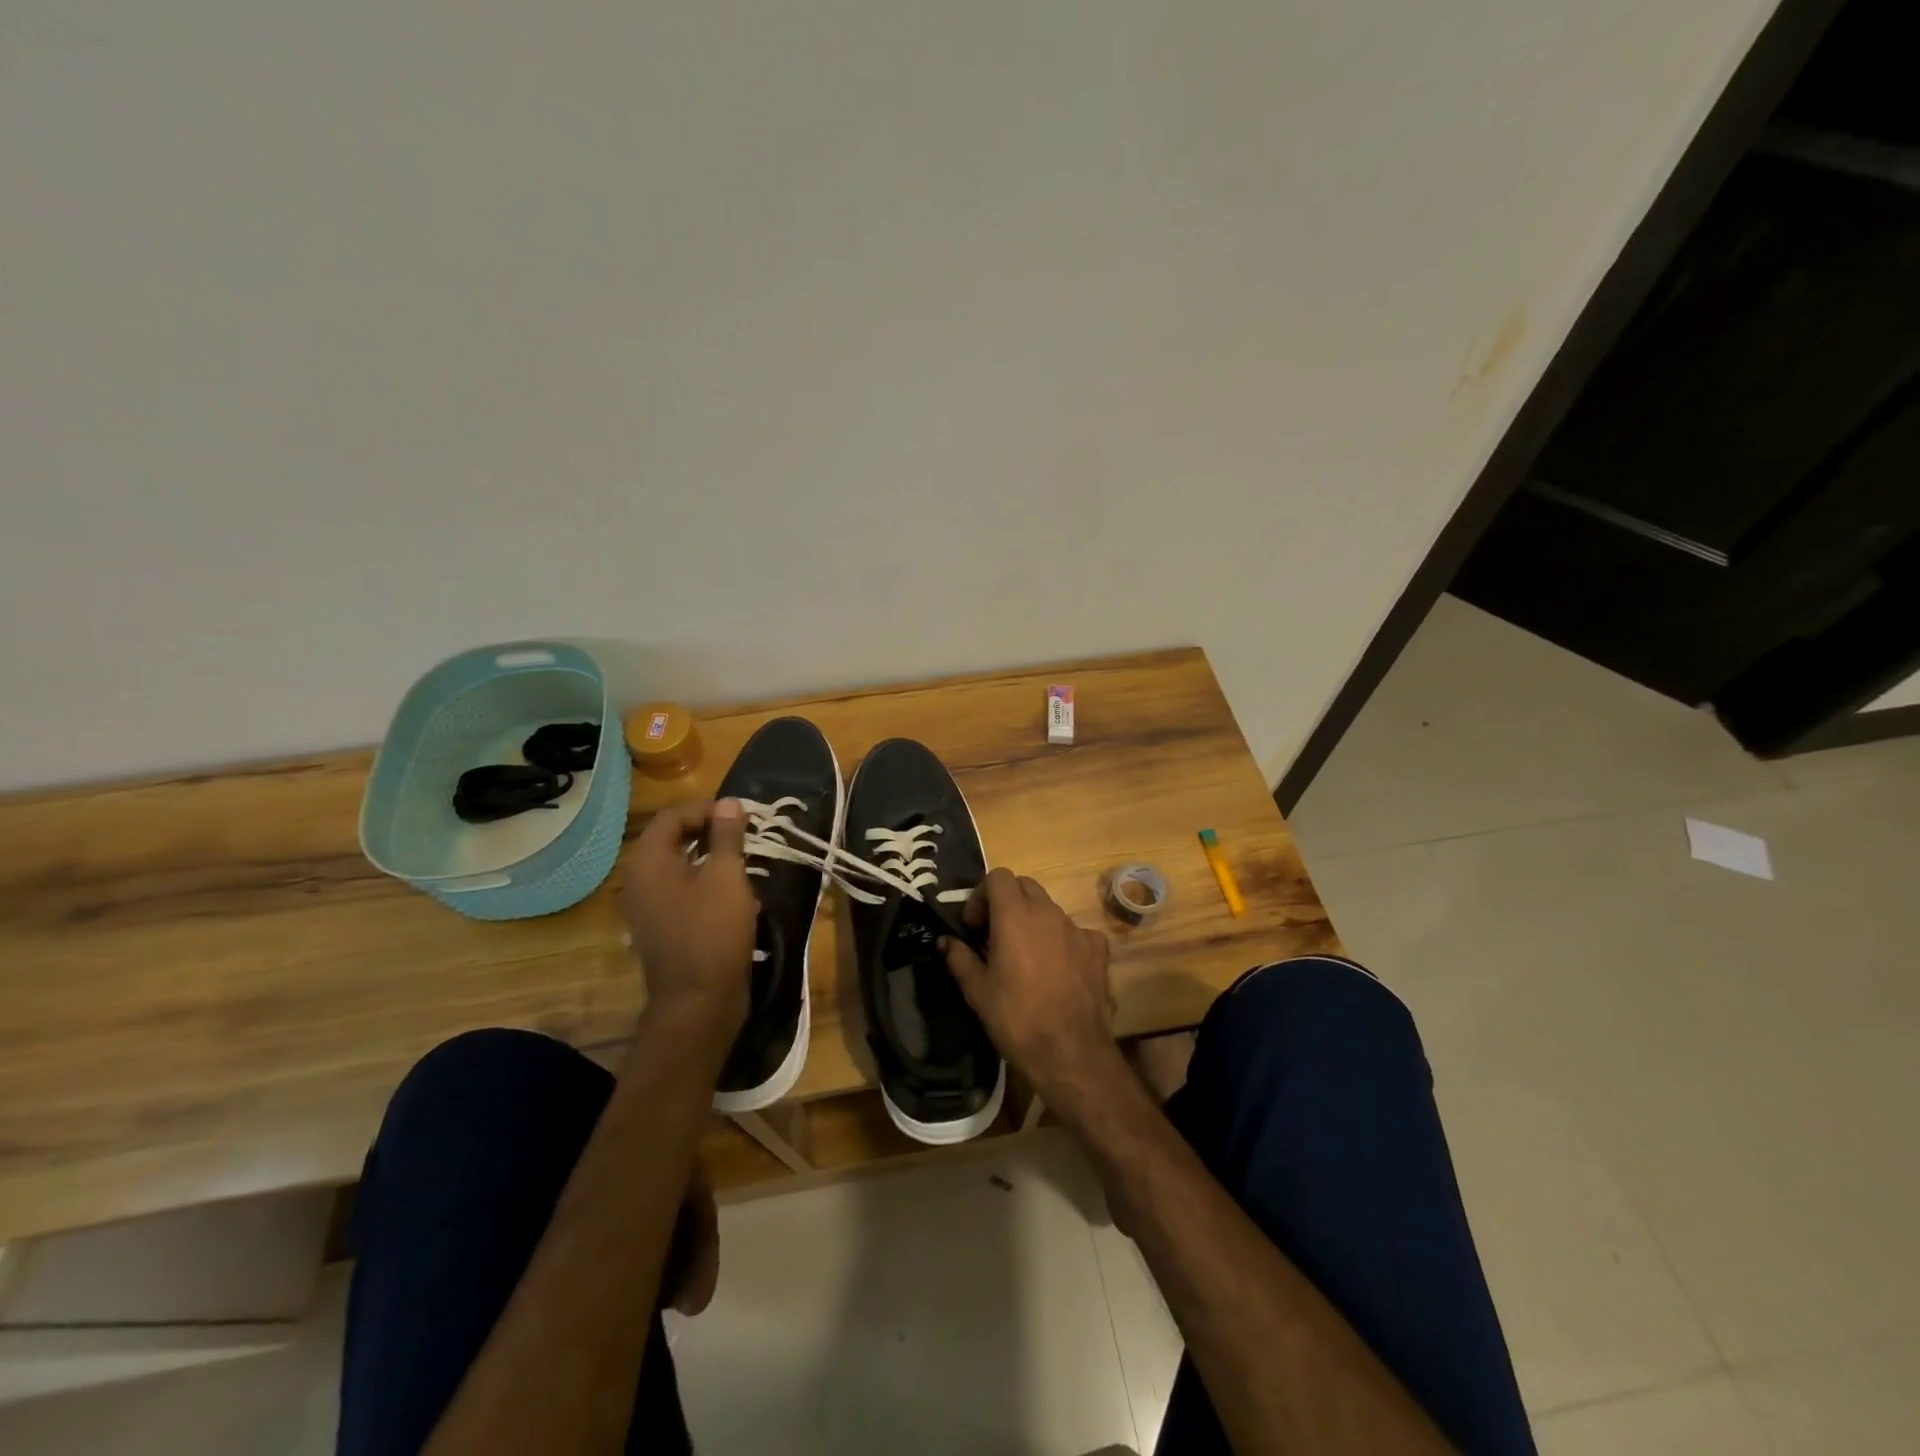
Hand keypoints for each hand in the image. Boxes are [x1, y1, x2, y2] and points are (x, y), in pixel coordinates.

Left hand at [623, 799, 757, 1039]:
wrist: (698, 1001)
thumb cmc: (713, 930)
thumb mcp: (727, 876)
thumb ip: (727, 835)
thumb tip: (728, 802)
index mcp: (648, 861)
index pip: (673, 816)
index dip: (707, 809)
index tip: (742, 817)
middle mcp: (638, 879)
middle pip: (672, 839)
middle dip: (709, 832)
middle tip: (745, 835)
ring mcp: (646, 906)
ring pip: (677, 866)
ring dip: (709, 857)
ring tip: (743, 861)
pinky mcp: (659, 927)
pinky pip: (678, 890)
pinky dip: (703, 882)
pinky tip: (732, 893)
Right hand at [941, 868, 1121, 1107]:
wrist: (1071, 1051)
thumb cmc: (1017, 1018)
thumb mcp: (977, 991)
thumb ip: (959, 958)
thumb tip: (946, 941)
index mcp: (1015, 915)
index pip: (997, 876)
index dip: (981, 895)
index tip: (974, 926)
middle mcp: (1048, 912)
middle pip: (1024, 886)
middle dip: (1006, 902)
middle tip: (994, 934)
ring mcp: (1076, 928)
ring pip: (1050, 908)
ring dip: (1032, 920)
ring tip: (1024, 955)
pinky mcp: (1097, 949)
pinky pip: (1076, 931)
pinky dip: (1062, 939)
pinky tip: (1058, 966)